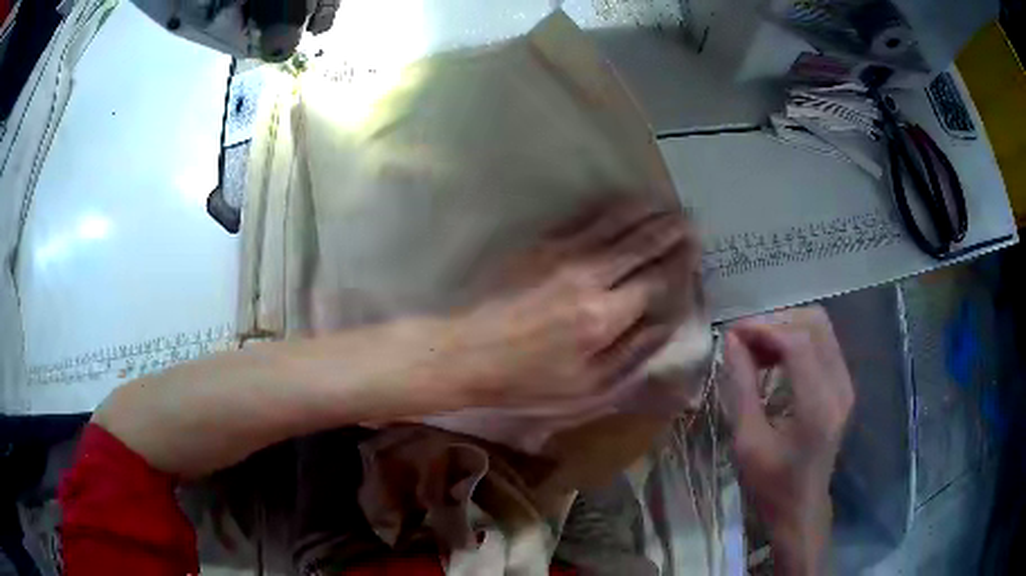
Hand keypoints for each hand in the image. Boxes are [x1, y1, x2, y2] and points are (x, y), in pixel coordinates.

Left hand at [456, 198, 700, 407]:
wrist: (465, 351)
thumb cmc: (527, 381)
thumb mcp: (588, 388)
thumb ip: (635, 353)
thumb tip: (669, 321)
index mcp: (606, 317)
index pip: (659, 279)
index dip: (683, 263)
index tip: (697, 253)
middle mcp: (591, 275)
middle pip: (643, 241)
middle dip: (672, 230)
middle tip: (691, 221)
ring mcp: (563, 252)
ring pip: (618, 221)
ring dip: (648, 211)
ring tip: (667, 206)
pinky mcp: (540, 242)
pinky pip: (586, 217)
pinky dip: (612, 208)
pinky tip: (624, 204)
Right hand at [720, 307, 853, 574]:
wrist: (801, 506)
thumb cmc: (770, 483)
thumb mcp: (747, 441)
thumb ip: (741, 387)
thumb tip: (731, 341)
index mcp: (817, 406)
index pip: (798, 342)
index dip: (764, 327)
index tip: (733, 332)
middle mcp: (839, 387)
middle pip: (815, 324)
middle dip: (776, 322)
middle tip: (744, 340)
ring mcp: (846, 384)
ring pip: (821, 328)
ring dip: (787, 327)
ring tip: (757, 348)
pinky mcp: (843, 385)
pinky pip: (823, 343)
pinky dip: (797, 339)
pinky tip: (775, 358)